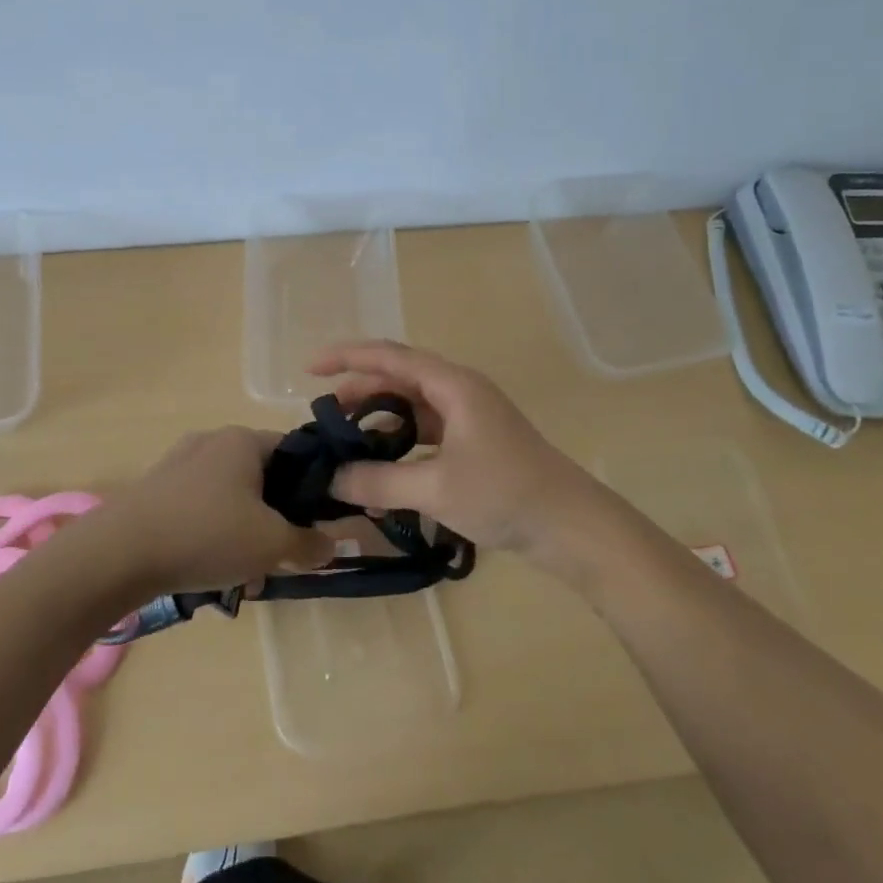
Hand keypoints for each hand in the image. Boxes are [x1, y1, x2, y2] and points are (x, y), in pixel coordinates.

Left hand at [95, 428, 333, 595]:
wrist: (118, 553)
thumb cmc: (206, 535)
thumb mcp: (272, 545)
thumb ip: (309, 544)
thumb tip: (332, 544)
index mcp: (243, 440)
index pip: (294, 451)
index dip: (313, 485)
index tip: (317, 522)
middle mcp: (211, 441)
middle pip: (261, 478)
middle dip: (274, 519)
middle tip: (279, 556)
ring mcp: (178, 464)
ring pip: (230, 498)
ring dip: (243, 533)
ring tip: (243, 576)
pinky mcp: (155, 490)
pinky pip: (199, 509)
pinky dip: (211, 535)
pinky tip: (208, 572)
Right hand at [310, 340, 600, 560]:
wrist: (573, 526)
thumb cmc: (505, 494)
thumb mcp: (435, 489)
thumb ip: (379, 482)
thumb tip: (333, 479)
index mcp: (453, 385)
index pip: (389, 357)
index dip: (347, 357)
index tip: (309, 368)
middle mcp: (460, 391)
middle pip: (399, 377)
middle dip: (359, 390)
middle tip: (325, 415)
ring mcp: (470, 416)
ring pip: (412, 405)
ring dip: (380, 417)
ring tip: (348, 439)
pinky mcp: (475, 441)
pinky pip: (427, 429)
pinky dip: (400, 439)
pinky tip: (383, 463)